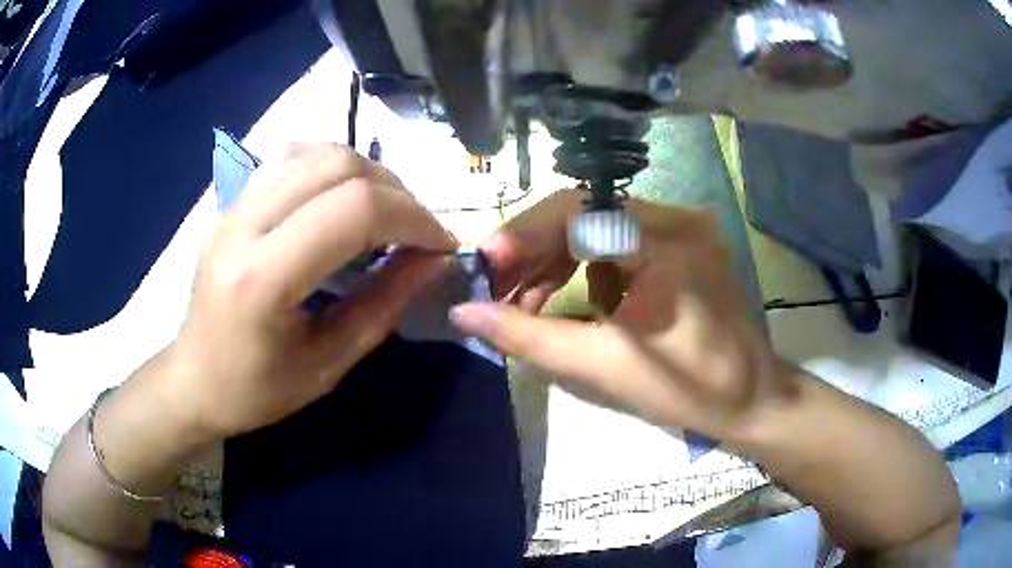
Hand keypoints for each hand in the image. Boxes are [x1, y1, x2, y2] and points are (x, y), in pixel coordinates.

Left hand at [167, 144, 456, 439]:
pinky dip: (332, 165)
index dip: (413, 218)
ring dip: (368, 174)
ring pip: (318, 151)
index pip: (353, 210)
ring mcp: (232, 205)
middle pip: (339, 165)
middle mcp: (242, 224)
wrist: (194, 378)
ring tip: (386, 213)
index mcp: (261, 278)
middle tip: (417, 232)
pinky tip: (343, 196)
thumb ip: (384, 303)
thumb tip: (436, 258)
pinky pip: (291, 156)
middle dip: (397, 193)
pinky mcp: (231, 200)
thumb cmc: (257, 390)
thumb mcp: (329, 364)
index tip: (441, 245)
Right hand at [453, 190, 794, 439]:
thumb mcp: (603, 365)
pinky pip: (620, 242)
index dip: (525, 236)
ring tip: (529, 302)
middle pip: (585, 213)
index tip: (486, 269)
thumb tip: (463, 312)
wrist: (751, 400)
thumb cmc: (688, 389)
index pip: (579, 212)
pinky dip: (589, 267)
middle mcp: (678, 219)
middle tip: (498, 288)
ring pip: (598, 226)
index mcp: (668, 241)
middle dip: (535, 250)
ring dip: (558, 260)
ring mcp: (683, 228)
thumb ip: (530, 336)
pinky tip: (577, 302)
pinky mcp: (682, 245)